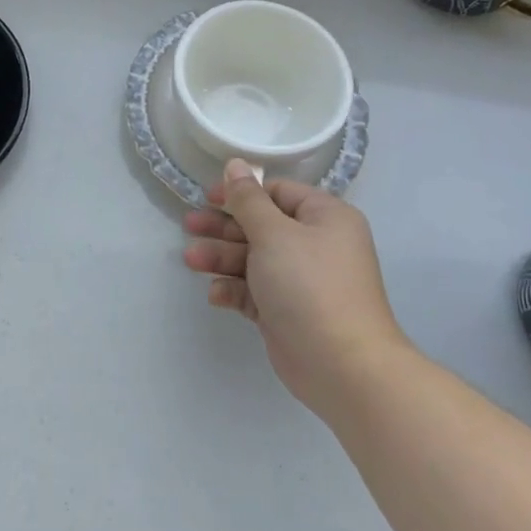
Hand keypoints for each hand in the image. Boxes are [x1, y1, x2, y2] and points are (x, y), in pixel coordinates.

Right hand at [184, 160, 408, 422]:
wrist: (342, 367)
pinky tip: (216, 295)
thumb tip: (235, 163)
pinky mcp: (287, 312)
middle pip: (261, 225)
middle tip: (189, 226)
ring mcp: (302, 281)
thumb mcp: (274, 234)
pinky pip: (255, 291)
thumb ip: (248, 199)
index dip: (241, 192)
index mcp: (325, 217)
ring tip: (190, 260)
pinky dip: (235, 289)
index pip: (278, 193)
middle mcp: (316, 245)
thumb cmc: (309, 285)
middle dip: (224, 227)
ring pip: (254, 259)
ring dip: (222, 258)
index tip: (207, 197)